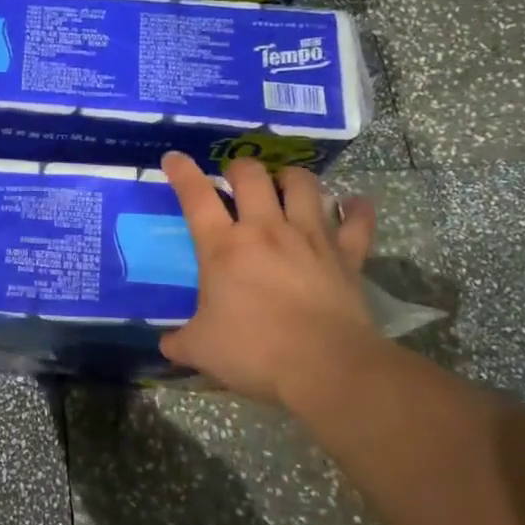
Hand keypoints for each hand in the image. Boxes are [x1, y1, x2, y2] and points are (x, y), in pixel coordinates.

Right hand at [158, 153, 380, 409]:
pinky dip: (356, 209)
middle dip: (239, 168)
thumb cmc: (254, 352)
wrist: (326, 368)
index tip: (173, 157)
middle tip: (235, 178)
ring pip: (303, 184)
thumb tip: (167, 343)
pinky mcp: (346, 254)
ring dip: (291, 178)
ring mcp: (310, 237)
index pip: (196, 196)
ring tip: (285, 184)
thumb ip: (180, 341)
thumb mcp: (201, 350)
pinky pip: (357, 220)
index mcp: (223, 247)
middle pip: (252, 175)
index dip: (182, 172)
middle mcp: (265, 229)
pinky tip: (352, 205)